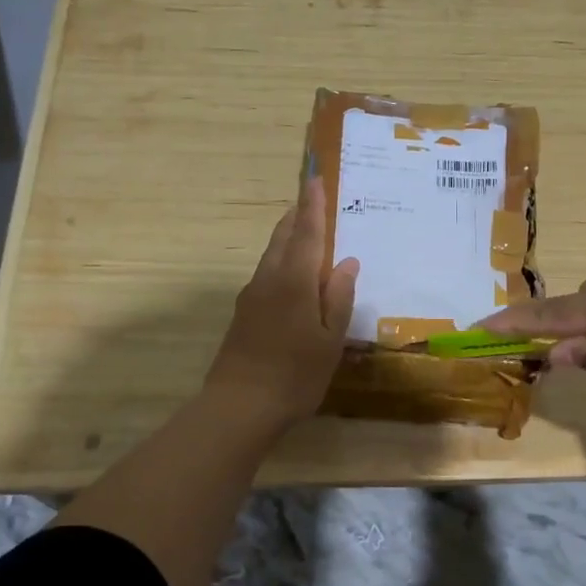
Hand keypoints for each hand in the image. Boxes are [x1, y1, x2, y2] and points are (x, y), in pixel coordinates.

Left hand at [205, 176, 358, 430]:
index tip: (315, 178)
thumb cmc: (295, 375)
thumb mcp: (329, 340)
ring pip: (271, 255)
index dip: (312, 205)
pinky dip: (281, 261)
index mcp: (294, 282)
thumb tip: (346, 262)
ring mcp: (251, 297)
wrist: (239, 407)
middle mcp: (269, 280)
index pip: (305, 233)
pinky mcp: (243, 314)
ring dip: (287, 237)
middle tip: (311, 200)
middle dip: (296, 216)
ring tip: (304, 231)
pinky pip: (266, 274)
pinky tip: (292, 276)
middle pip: (282, 238)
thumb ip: (338, 298)